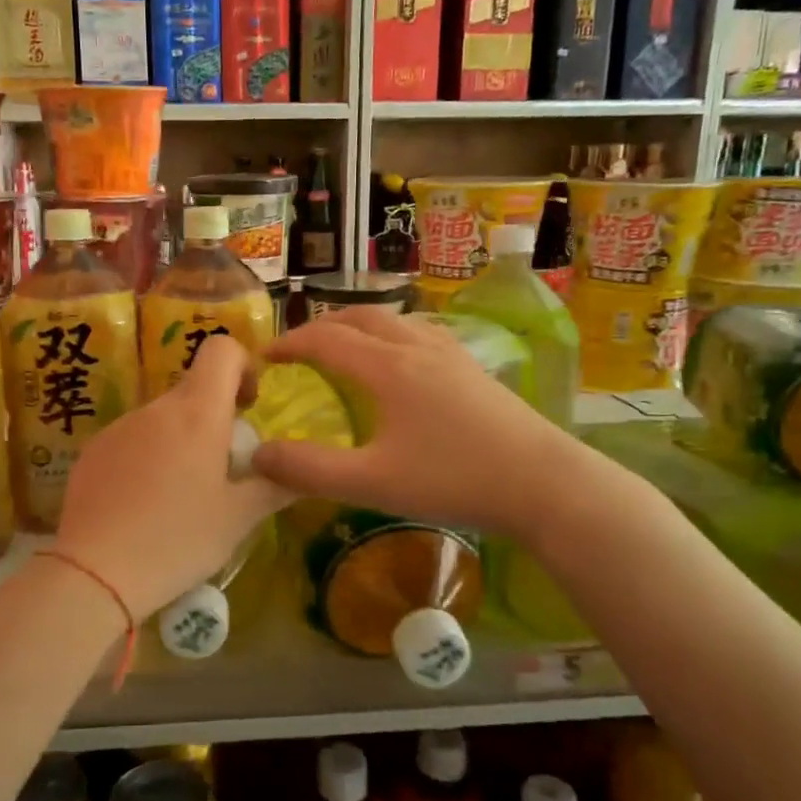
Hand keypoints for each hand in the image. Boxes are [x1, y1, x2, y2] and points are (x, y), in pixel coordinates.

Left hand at [55, 334, 288, 619]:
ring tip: (180, 497)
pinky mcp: (92, 451)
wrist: (94, 573)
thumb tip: (299, 470)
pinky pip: (131, 440)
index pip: (221, 350)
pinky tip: (143, 506)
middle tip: (223, 470)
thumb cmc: (178, 540)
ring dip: (180, 441)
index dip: (242, 365)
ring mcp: (118, 427)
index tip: (248, 406)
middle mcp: (155, 408)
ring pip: (162, 419)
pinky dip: (147, 458)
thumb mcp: (239, 519)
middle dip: (215, 417)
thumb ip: (275, 485)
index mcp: (197, 413)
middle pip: (193, 390)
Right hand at [250, 309, 585, 539]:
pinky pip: (420, 332)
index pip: (325, 340)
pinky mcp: (473, 367)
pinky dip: (391, 335)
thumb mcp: (372, 482)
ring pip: (394, 320)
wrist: (543, 482)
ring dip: (358, 326)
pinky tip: (401, 361)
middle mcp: (416, 347)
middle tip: (299, 349)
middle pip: (360, 317)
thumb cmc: (453, 480)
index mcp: (387, 367)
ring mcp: (450, 353)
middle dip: (322, 327)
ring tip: (344, 348)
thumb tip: (257, 455)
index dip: (289, 343)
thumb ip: (310, 470)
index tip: (264, 357)